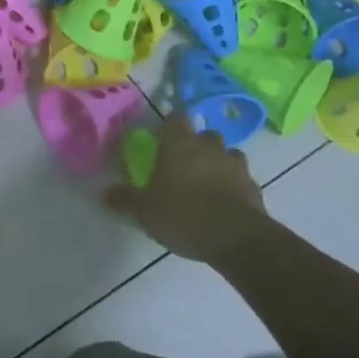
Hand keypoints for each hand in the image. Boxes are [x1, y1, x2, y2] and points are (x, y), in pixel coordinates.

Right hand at [101, 115, 268, 265]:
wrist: (237, 239)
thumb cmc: (183, 215)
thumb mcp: (144, 211)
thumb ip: (124, 199)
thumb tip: (104, 193)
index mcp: (180, 143)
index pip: (176, 118)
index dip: (169, 126)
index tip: (161, 139)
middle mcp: (210, 146)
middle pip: (204, 135)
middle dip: (195, 145)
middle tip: (182, 164)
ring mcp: (236, 165)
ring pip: (226, 155)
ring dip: (217, 163)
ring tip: (205, 184)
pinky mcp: (254, 187)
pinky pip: (240, 179)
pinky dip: (232, 186)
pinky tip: (222, 203)